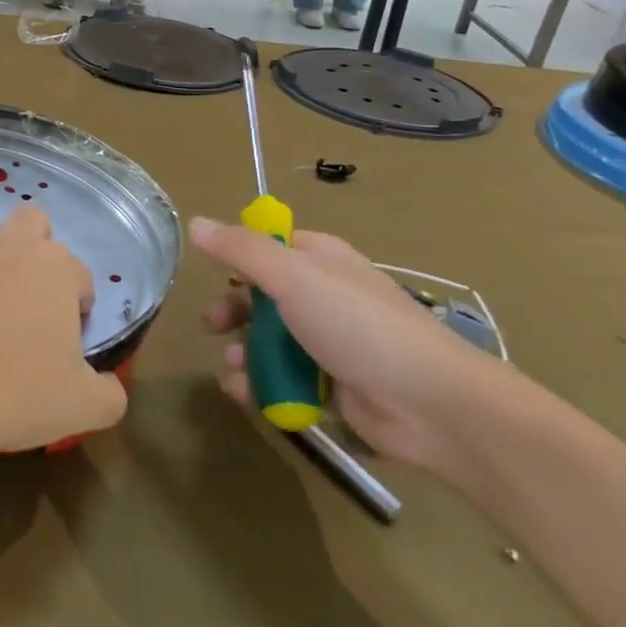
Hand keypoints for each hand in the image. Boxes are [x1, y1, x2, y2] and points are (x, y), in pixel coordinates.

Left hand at [0, 207, 126, 473]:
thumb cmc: (17, 395)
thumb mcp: (85, 408)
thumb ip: (109, 393)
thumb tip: (109, 385)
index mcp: (55, 270)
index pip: (81, 275)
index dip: (79, 307)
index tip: (69, 343)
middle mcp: (7, 250)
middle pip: (31, 220)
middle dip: (36, 247)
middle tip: (31, 297)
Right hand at [190, 217, 509, 473]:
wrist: (430, 404)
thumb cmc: (357, 326)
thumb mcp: (293, 277)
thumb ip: (242, 250)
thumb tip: (195, 222)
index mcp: (321, 260)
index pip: (272, 246)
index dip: (239, 256)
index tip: (211, 270)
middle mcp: (325, 297)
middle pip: (265, 297)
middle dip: (234, 311)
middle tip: (212, 326)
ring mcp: (330, 344)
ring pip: (271, 343)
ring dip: (244, 354)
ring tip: (233, 368)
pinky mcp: (333, 388)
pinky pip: (285, 382)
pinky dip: (261, 388)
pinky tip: (244, 395)